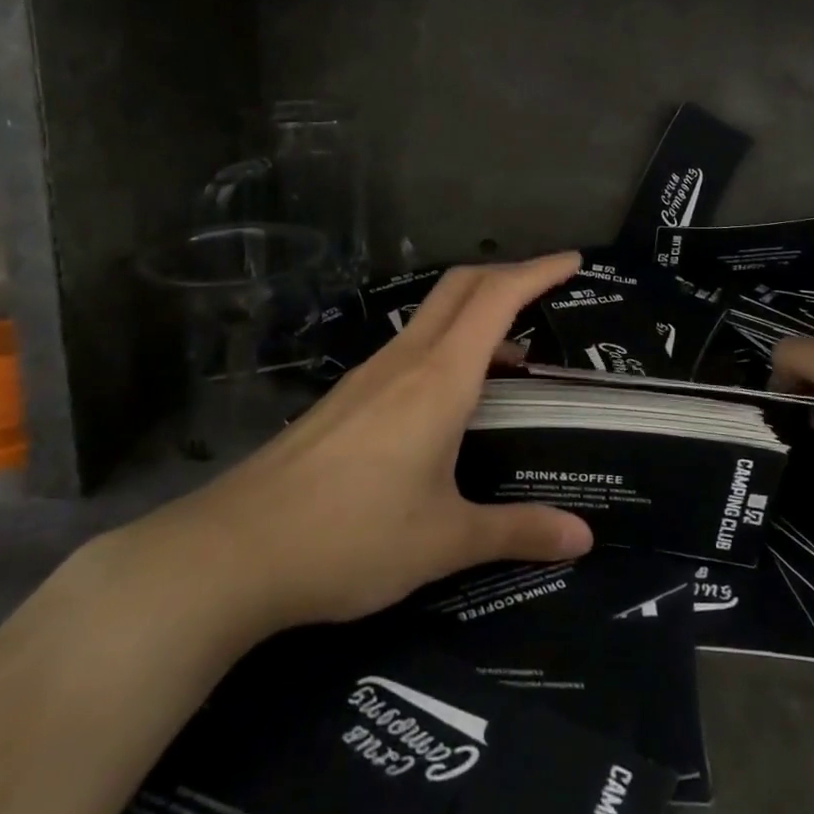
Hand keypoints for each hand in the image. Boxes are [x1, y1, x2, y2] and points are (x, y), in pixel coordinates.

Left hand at [113, 253, 594, 653]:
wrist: (230, 554)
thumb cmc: (350, 537)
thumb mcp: (444, 540)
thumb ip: (517, 531)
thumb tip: (583, 539)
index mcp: (440, 378)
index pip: (497, 298)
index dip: (538, 271)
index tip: (573, 260)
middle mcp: (406, 361)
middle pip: (462, 287)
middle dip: (509, 275)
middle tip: (548, 291)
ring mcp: (369, 376)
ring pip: (434, 317)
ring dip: (477, 316)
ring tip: (512, 359)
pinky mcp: (346, 398)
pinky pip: (411, 349)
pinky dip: (448, 347)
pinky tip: (451, 400)